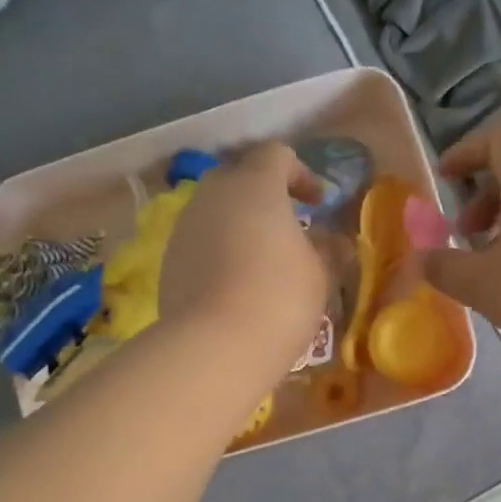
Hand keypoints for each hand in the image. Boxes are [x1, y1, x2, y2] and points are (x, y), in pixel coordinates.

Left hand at [160, 142, 327, 387]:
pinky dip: (220, 251)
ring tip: (262, 258)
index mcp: (255, 185)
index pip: (276, 155)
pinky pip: (201, 242)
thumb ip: (326, 248)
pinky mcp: (169, 260)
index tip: (318, 203)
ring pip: (216, 211)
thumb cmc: (280, 298)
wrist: (215, 346)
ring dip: (240, 224)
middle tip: (289, 226)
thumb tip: (331, 241)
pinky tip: (236, 284)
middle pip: (240, 178)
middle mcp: (213, 195)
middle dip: (265, 196)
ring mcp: (185, 227)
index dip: (301, 174)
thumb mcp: (320, 274)